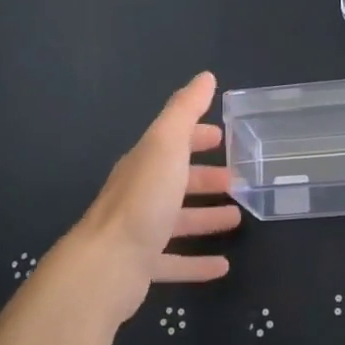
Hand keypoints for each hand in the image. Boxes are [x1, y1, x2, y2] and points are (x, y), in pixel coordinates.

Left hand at [75, 72, 240, 302]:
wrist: (106, 265)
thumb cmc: (143, 200)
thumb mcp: (167, 145)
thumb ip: (185, 110)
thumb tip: (205, 77)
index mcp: (145, 163)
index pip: (173, 142)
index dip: (197, 136)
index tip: (223, 136)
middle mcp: (140, 194)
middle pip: (176, 181)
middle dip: (205, 178)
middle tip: (238, 181)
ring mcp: (139, 232)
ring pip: (178, 221)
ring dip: (206, 218)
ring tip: (237, 219)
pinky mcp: (142, 267)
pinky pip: (175, 262)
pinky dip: (198, 263)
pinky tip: (223, 267)